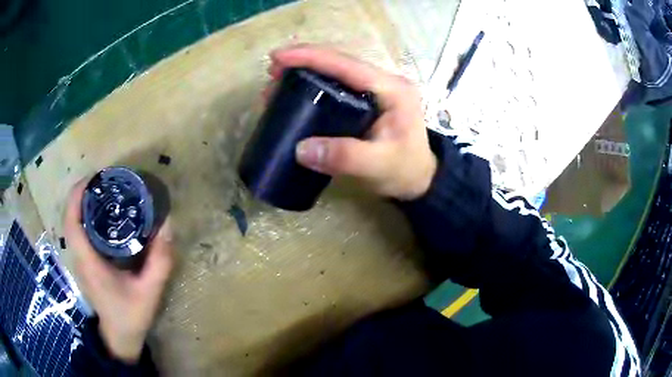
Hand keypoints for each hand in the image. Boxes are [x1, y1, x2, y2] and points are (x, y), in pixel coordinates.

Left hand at [65, 181, 173, 362]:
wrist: (119, 338)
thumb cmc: (130, 316)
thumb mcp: (149, 292)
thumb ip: (160, 261)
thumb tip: (167, 224)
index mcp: (89, 262)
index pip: (72, 223)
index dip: (77, 196)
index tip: (93, 178)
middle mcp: (79, 257)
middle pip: (70, 217)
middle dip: (81, 193)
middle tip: (104, 181)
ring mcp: (79, 261)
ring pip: (72, 224)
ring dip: (82, 203)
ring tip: (103, 192)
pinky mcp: (84, 263)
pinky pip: (79, 232)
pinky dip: (85, 216)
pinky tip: (102, 215)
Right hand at [269, 45, 436, 199]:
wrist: (420, 180)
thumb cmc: (405, 172)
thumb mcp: (379, 167)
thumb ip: (345, 157)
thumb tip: (300, 148)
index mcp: (391, 89)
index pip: (346, 64)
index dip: (310, 57)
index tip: (277, 58)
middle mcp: (384, 82)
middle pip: (339, 63)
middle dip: (303, 63)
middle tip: (272, 73)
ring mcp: (376, 90)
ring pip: (336, 72)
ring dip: (306, 73)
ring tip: (277, 84)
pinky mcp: (368, 101)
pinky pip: (337, 86)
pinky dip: (314, 86)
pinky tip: (296, 94)